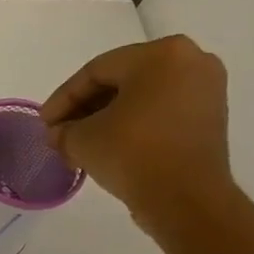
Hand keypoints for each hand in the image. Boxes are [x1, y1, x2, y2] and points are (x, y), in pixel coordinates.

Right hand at [40, 35, 233, 232]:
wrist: (186, 199)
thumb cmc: (133, 155)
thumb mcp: (82, 140)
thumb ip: (63, 131)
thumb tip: (60, 134)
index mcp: (160, 54)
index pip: (96, 71)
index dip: (63, 98)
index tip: (44, 123)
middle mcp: (190, 60)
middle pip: (121, 80)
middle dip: (85, 108)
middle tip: (60, 133)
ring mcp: (206, 89)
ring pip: (142, 97)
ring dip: (107, 118)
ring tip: (80, 144)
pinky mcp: (210, 116)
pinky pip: (161, 111)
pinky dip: (133, 124)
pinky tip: (109, 147)